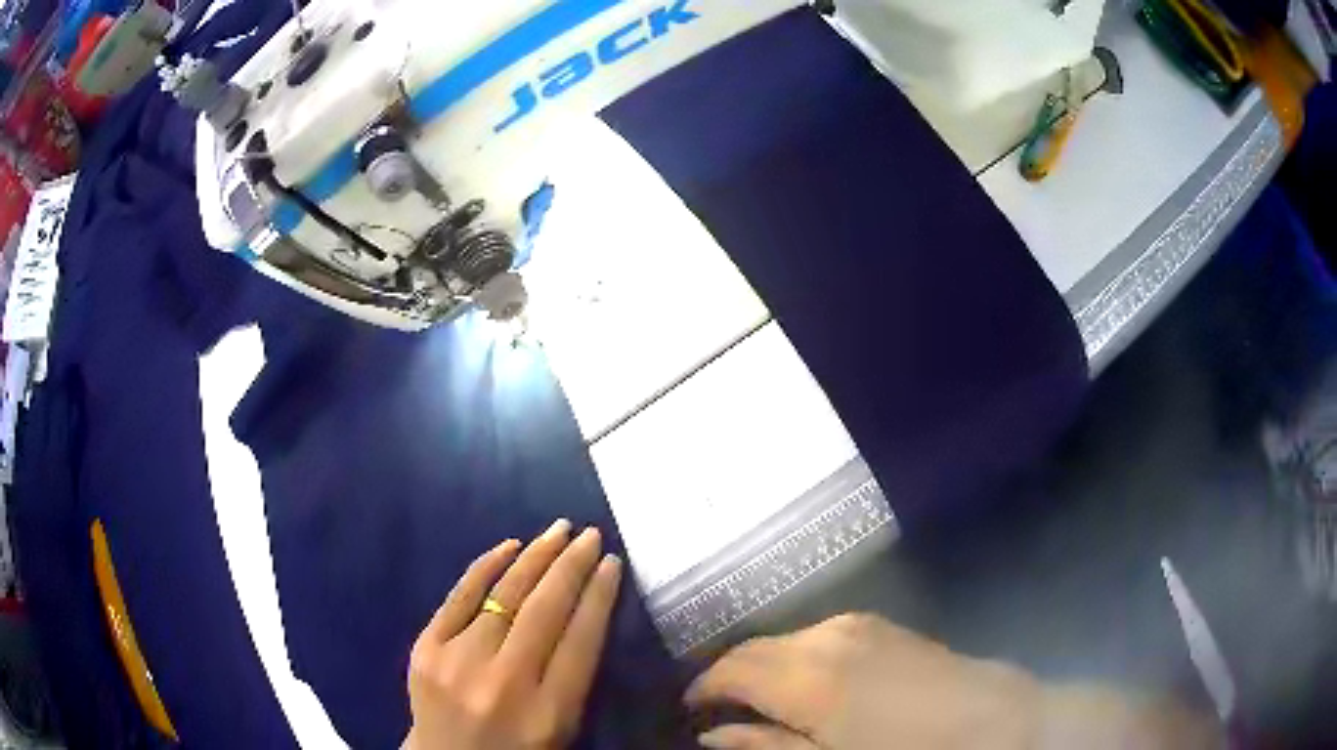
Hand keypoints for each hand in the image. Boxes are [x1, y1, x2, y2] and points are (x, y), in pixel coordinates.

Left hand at [405, 519, 622, 749]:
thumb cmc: (518, 749)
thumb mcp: (563, 726)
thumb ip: (576, 675)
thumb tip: (587, 608)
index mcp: (550, 712)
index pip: (582, 640)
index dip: (600, 596)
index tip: (613, 563)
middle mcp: (505, 683)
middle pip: (545, 610)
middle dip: (573, 565)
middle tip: (591, 535)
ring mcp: (459, 662)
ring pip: (504, 595)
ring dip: (536, 557)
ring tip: (559, 530)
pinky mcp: (426, 649)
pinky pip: (460, 596)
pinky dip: (486, 566)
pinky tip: (511, 546)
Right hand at [685, 613, 1040, 749]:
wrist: (994, 721)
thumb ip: (765, 747)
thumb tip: (712, 735)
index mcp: (809, 674)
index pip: (731, 668)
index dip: (703, 688)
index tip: (689, 709)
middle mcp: (827, 635)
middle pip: (754, 647)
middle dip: (729, 675)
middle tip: (719, 709)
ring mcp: (858, 624)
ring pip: (786, 639)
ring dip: (765, 667)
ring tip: (763, 702)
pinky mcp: (882, 625)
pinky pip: (818, 635)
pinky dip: (797, 657)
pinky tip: (809, 685)